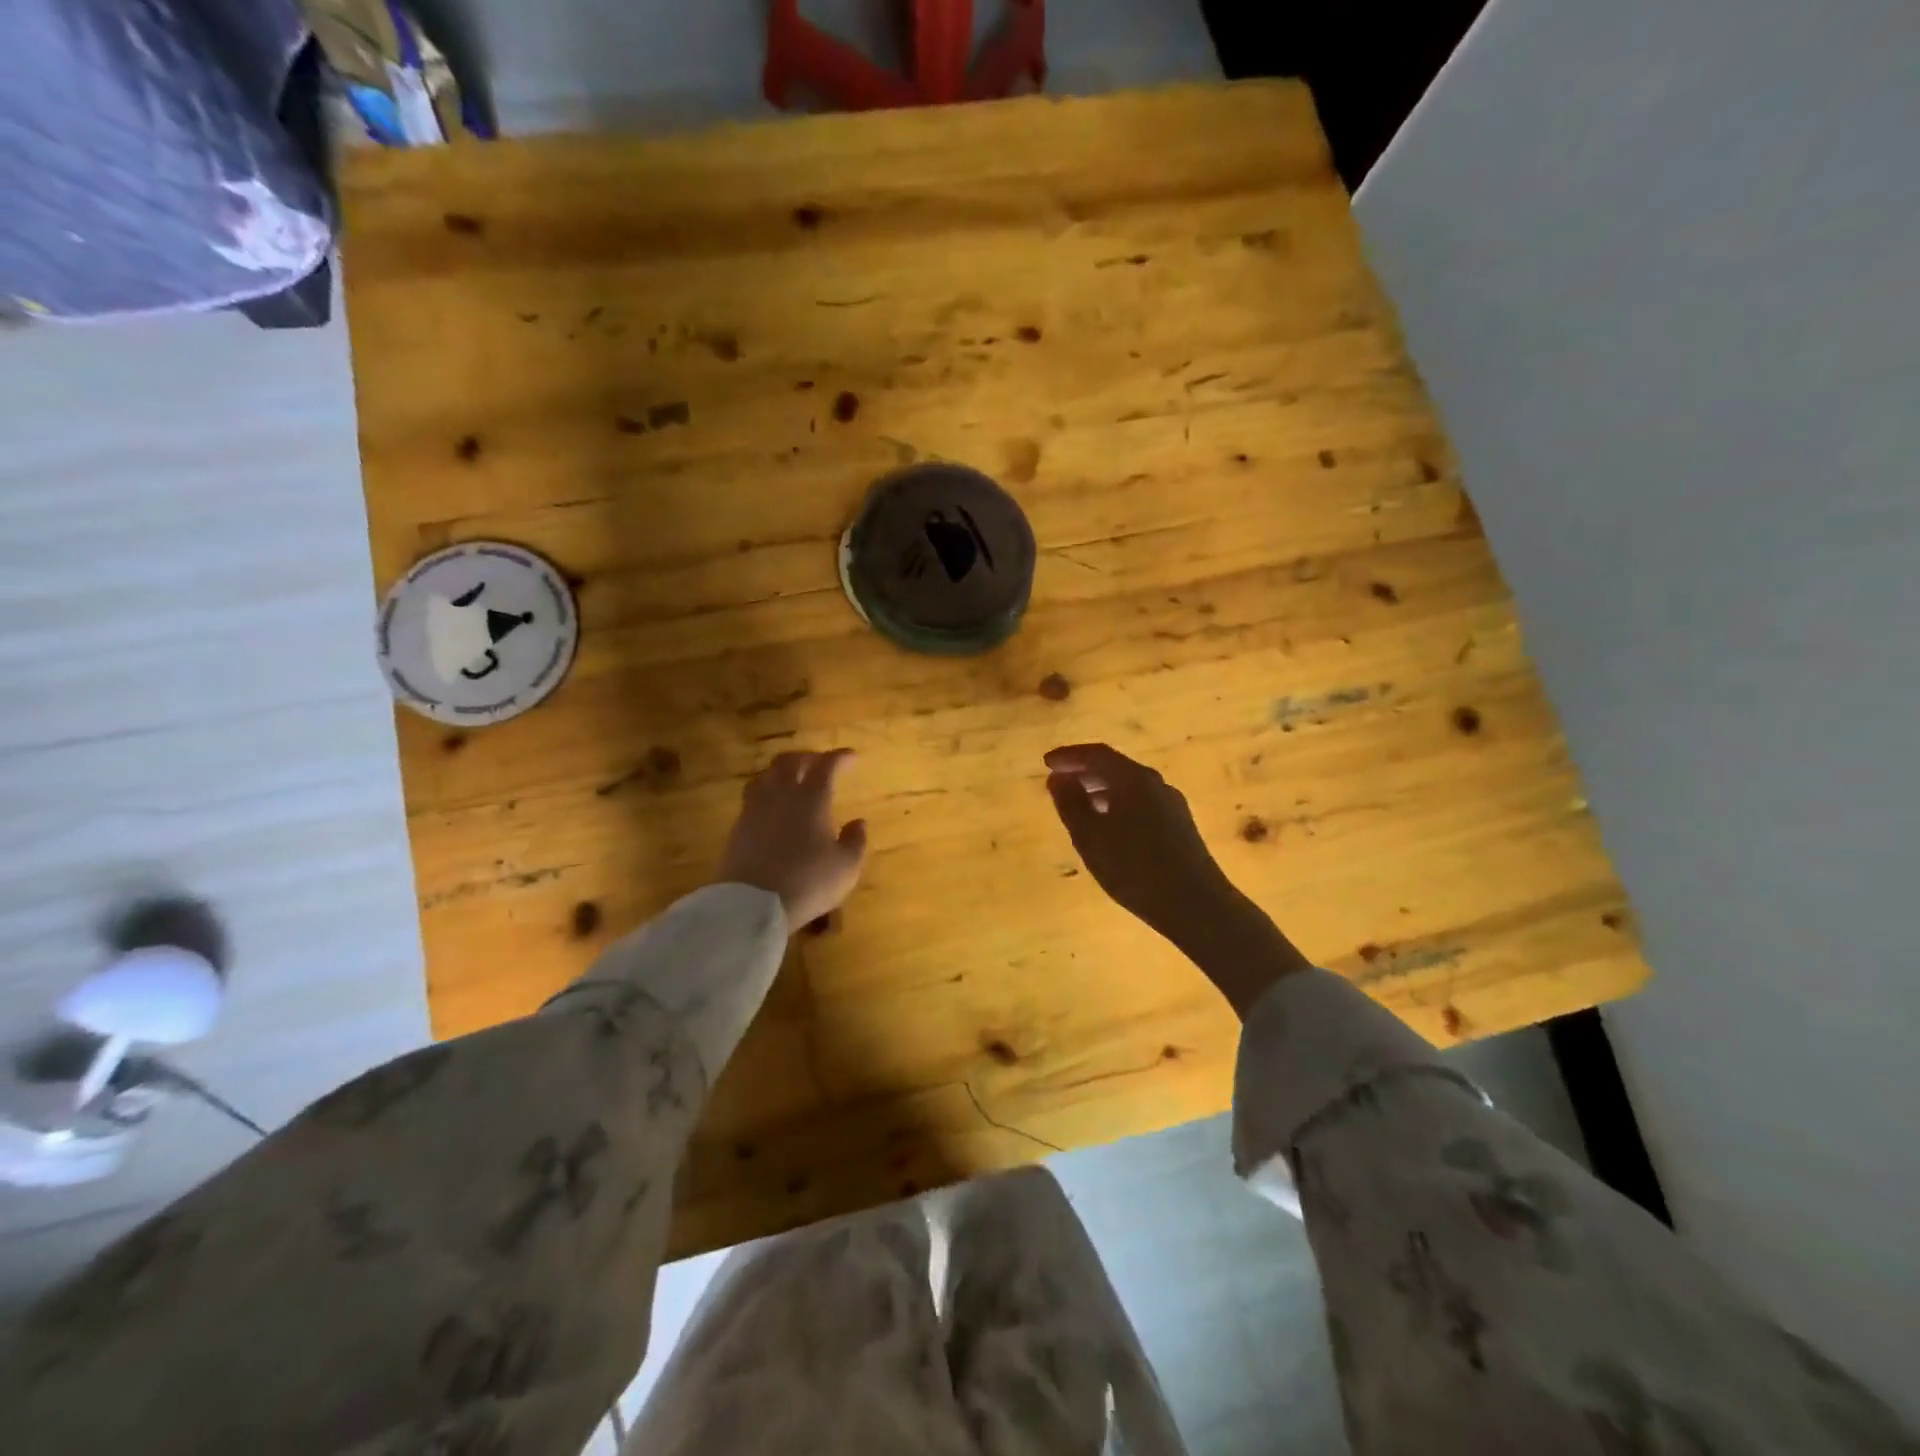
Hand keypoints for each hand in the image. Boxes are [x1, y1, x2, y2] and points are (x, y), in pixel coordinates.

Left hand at [719, 750, 867, 929]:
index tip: (851, 756)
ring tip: (791, 779)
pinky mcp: (738, 827)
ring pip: (765, 775)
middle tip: (818, 762)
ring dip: (781, 771)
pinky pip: (752, 796)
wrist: (752, 904)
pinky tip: (772, 805)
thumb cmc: (808, 882)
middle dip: (807, 756)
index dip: (840, 757)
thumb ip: (856, 841)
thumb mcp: (845, 867)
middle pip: (789, 761)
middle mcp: (781, 795)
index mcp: (811, 798)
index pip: (826, 765)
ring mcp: (755, 809)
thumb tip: (859, 822)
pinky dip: (766, 791)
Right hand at [1044, 743, 1308, 1014]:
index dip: (1069, 756)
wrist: (1196, 905)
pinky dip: (1117, 805)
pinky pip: (1140, 803)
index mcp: (1134, 779)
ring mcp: (1171, 804)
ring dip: (1100, 790)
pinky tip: (1108, 828)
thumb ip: (1071, 804)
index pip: (1096, 754)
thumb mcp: (1091, 837)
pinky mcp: (1179, 825)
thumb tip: (1058, 778)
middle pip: (1115, 767)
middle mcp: (1156, 784)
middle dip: (1084, 772)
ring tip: (1078, 806)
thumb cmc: (1135, 869)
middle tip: (1058, 782)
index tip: (1046, 763)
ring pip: (1129, 787)